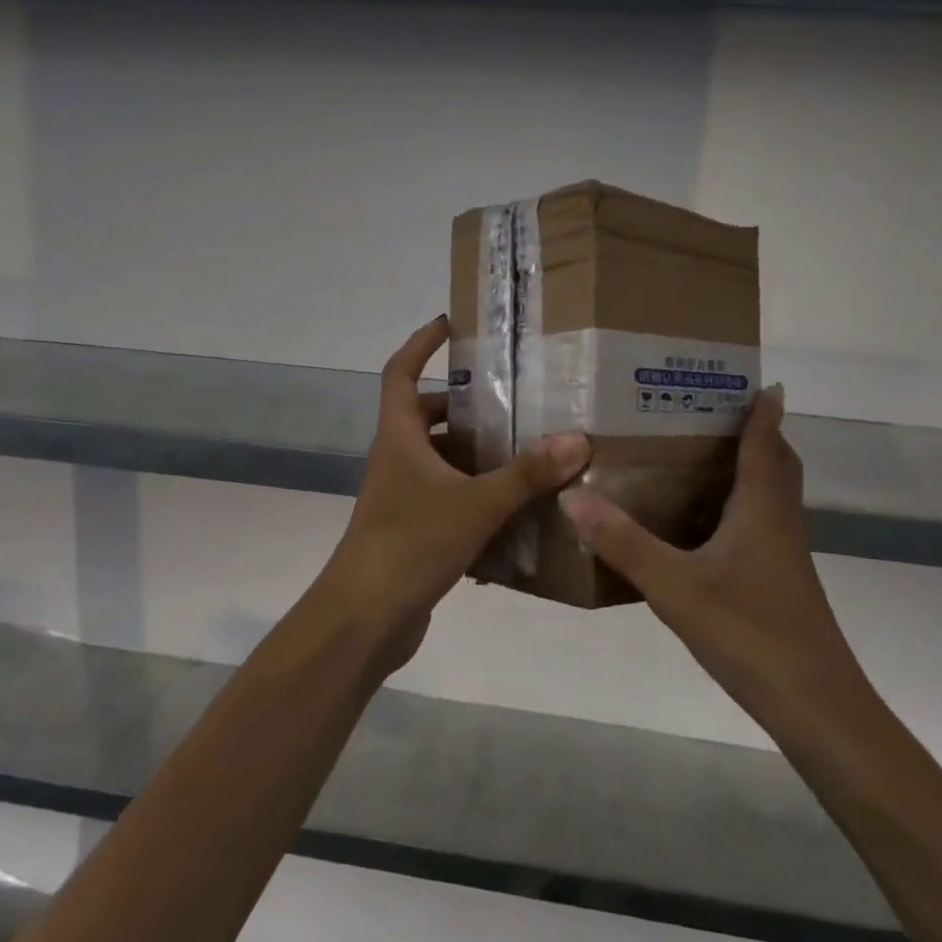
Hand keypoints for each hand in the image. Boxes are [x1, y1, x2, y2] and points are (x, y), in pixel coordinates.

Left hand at [318, 316, 589, 668]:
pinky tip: (513, 510)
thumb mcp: (476, 504)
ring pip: (439, 459)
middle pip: (424, 415)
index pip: (401, 371)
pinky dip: (474, 496)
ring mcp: (400, 496)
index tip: (449, 324)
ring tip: (523, 451)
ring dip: (473, 453)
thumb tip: (577, 439)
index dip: (421, 344)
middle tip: (510, 401)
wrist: (365, 617)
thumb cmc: (411, 543)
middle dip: (463, 405)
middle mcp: (396, 459)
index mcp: (399, 437)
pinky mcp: (411, 530)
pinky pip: (446, 498)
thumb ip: (526, 474)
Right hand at [560, 386, 862, 728]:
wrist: (814, 705)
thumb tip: (573, 494)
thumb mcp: (674, 585)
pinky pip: (761, 524)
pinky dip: (739, 507)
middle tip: (710, 414)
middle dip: (757, 434)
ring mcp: (783, 554)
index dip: (762, 410)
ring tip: (698, 458)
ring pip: (771, 495)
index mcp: (762, 507)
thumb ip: (623, 541)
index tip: (756, 380)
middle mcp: (779, 521)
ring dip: (748, 469)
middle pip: (777, 463)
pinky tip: (702, 526)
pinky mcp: (779, 582)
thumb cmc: (749, 631)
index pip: (766, 442)